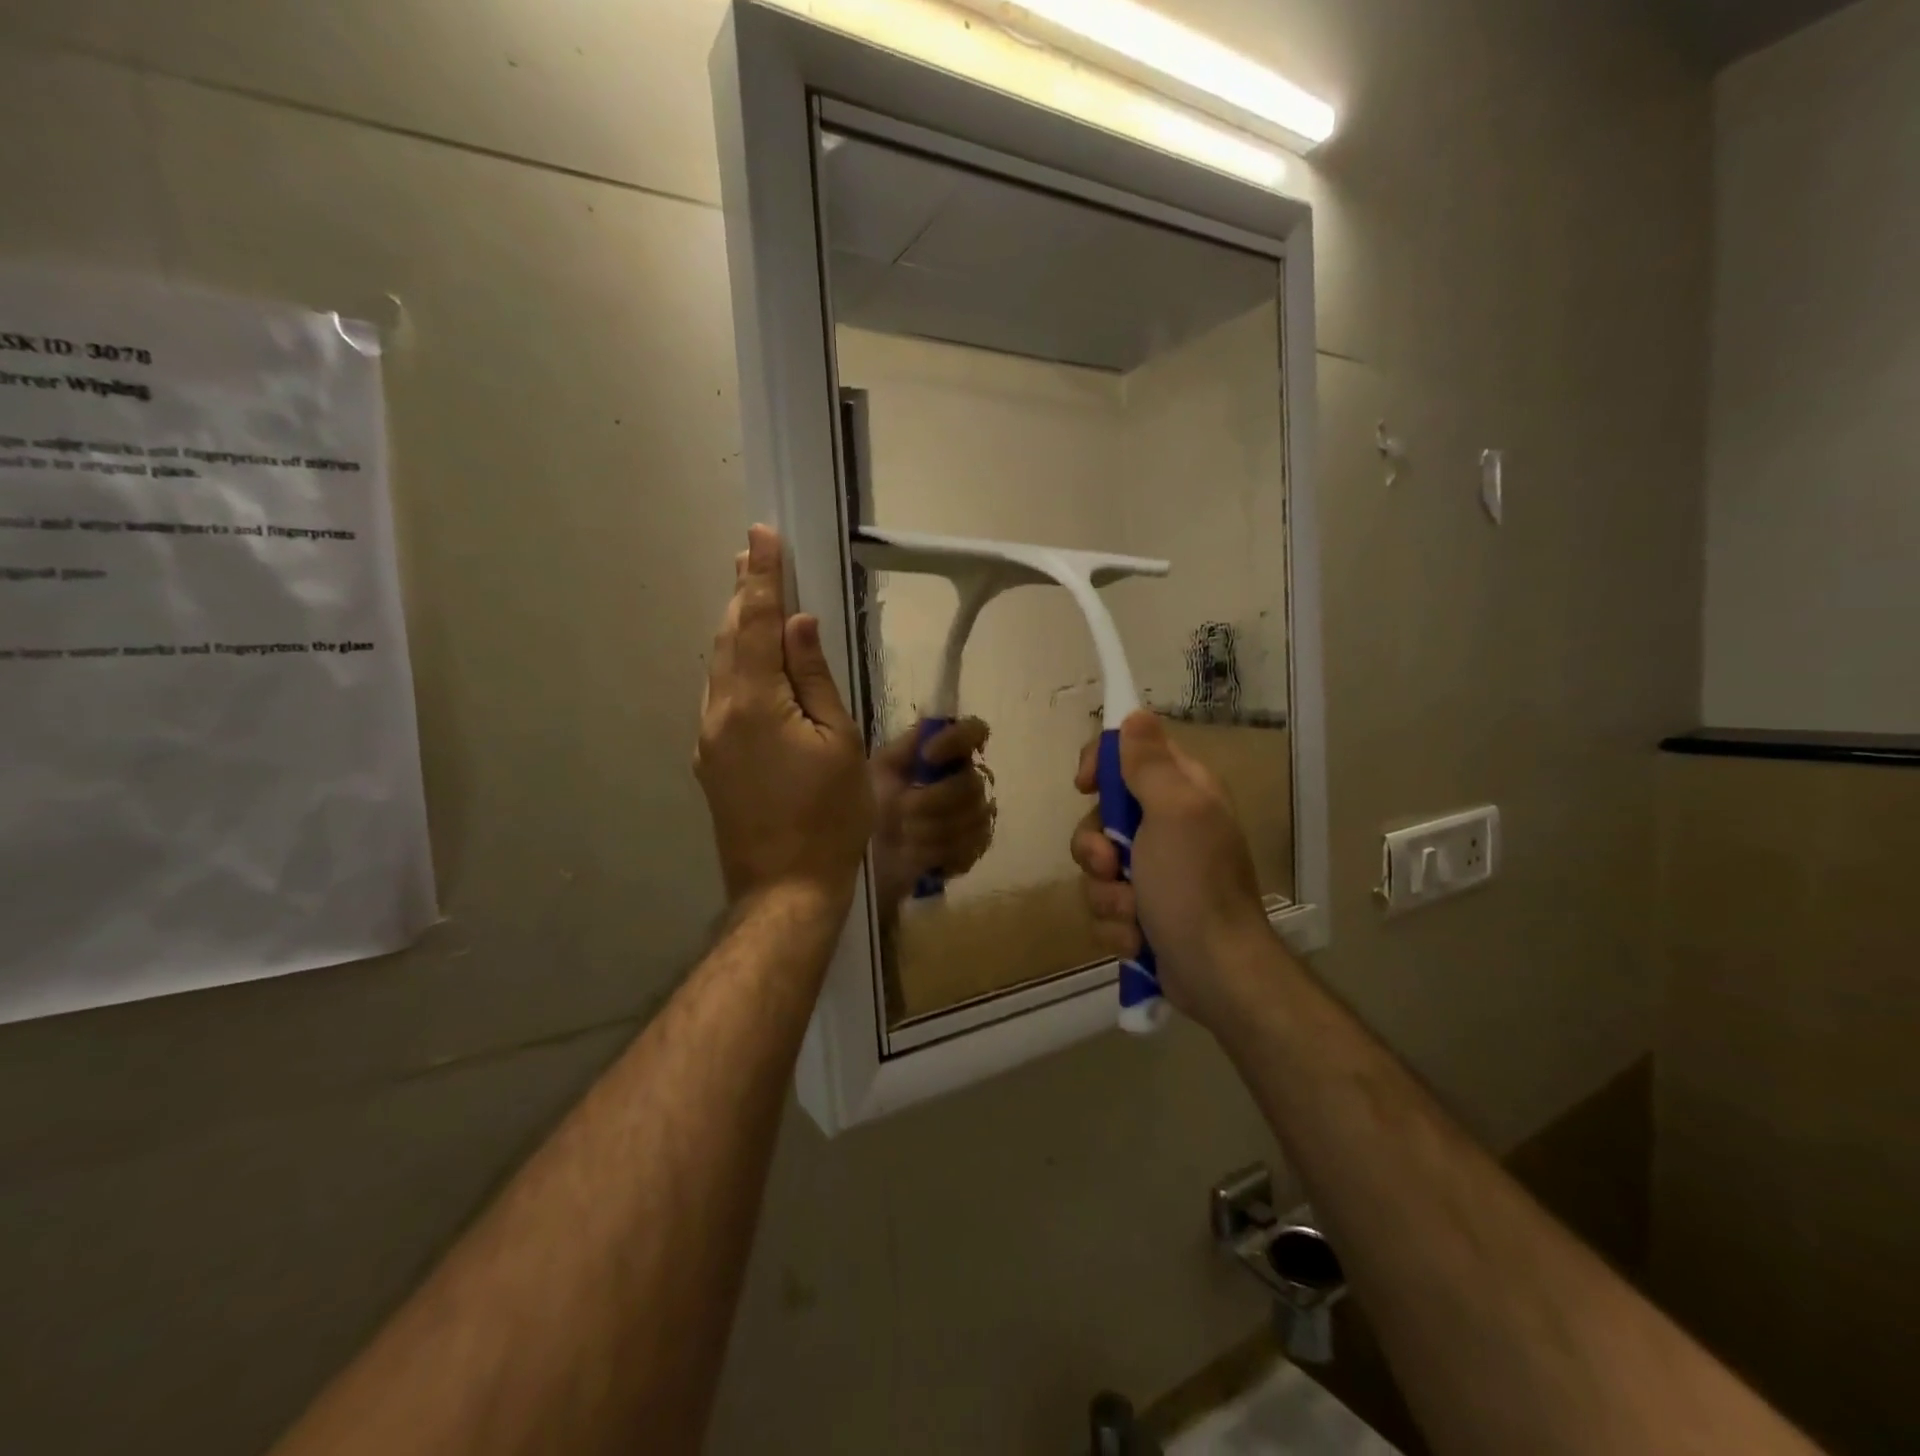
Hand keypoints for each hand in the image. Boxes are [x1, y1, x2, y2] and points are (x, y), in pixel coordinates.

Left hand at [696, 525, 872, 906]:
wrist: (785, 887)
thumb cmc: (829, 815)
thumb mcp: (839, 741)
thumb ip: (814, 678)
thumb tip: (798, 625)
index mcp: (754, 702)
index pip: (757, 622)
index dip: (762, 577)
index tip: (762, 535)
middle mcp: (719, 712)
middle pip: (729, 639)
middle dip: (743, 594)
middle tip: (751, 554)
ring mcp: (709, 739)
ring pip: (720, 668)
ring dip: (736, 629)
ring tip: (750, 595)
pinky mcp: (711, 761)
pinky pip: (720, 697)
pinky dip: (735, 666)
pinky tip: (748, 661)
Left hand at [869, 719, 993, 907]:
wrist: (870, 853)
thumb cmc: (875, 803)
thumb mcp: (882, 769)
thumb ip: (907, 746)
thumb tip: (931, 722)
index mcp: (948, 755)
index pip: (975, 731)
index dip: (956, 740)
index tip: (927, 755)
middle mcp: (969, 780)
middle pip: (970, 783)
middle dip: (931, 800)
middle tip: (902, 811)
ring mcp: (977, 816)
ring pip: (968, 818)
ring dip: (927, 829)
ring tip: (903, 834)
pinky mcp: (975, 848)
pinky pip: (966, 847)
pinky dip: (934, 851)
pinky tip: (916, 852)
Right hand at [1071, 711, 1270, 1028]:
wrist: (1216, 974)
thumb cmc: (1194, 885)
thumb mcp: (1174, 812)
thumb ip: (1149, 763)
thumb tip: (1135, 714)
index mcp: (1182, 793)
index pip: (1131, 754)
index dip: (1101, 764)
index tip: (1085, 786)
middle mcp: (1168, 827)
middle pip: (1101, 816)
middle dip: (1095, 847)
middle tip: (1111, 864)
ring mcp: (1154, 873)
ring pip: (1096, 866)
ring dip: (1106, 894)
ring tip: (1133, 914)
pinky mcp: (1143, 913)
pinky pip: (1105, 907)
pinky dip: (1116, 926)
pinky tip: (1138, 940)